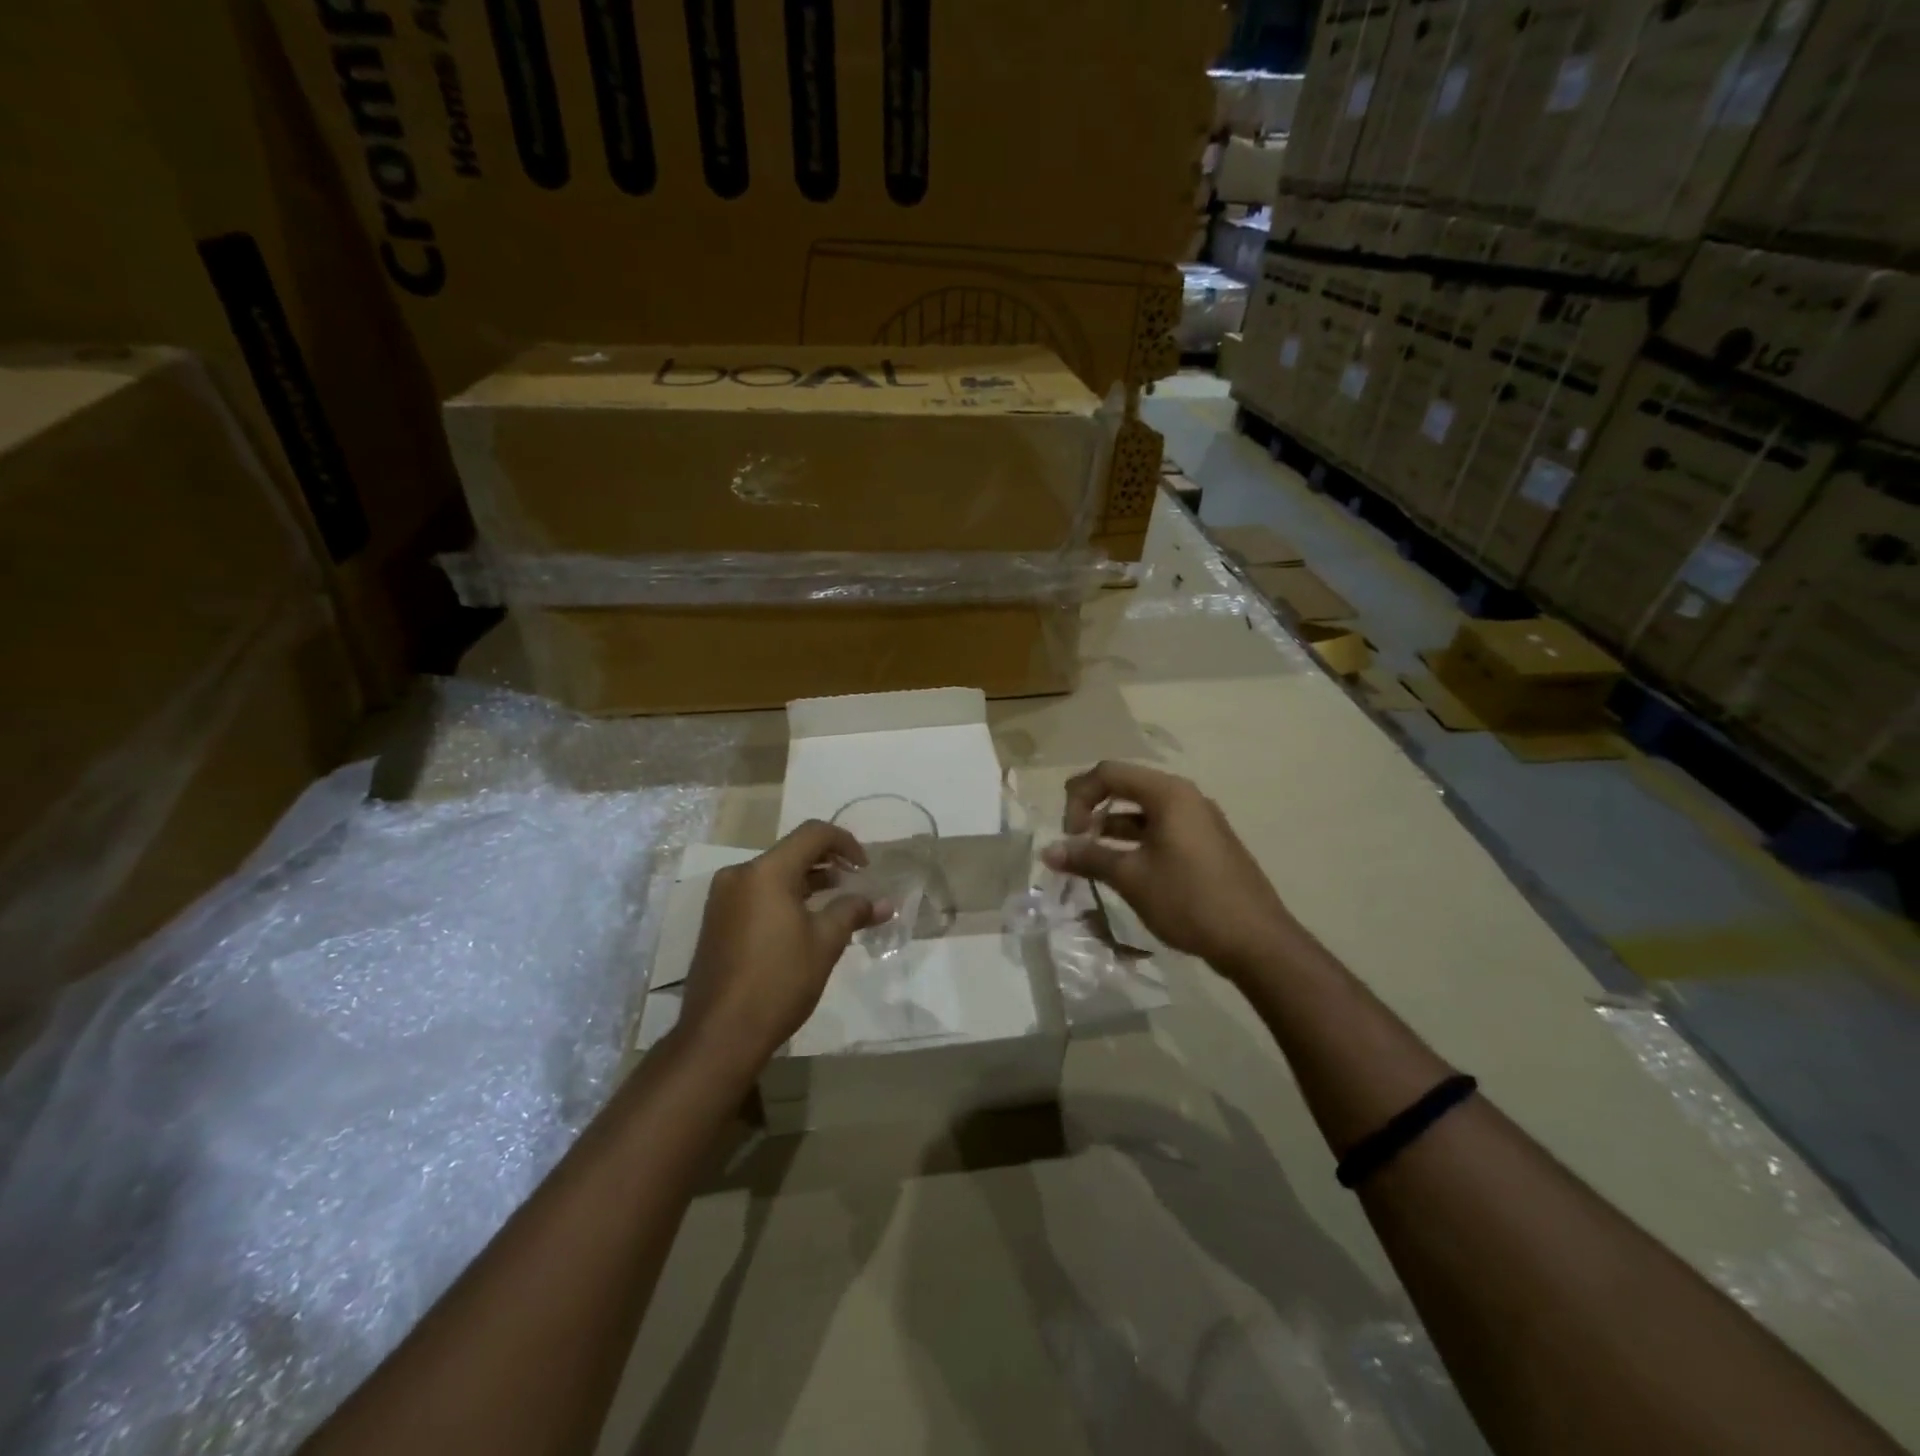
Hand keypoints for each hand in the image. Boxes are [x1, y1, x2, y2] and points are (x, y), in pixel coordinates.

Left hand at [678, 821, 883, 1073]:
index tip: (865, 868)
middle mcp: (740, 875)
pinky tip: (803, 922)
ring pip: (773, 874)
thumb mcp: (825, 943)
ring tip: (834, 903)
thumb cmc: (779, 981)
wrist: (720, 1034)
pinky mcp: (716, 921)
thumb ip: (853, 912)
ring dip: (806, 881)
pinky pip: (757, 893)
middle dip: (827, 863)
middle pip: (791, 852)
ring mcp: (723, 898)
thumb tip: (884, 903)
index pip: (813, 834)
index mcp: (766, 872)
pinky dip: (784, 897)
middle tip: (854, 883)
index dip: (846, 843)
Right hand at [1041, 761, 1294, 978]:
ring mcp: (1199, 821)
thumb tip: (1048, 851)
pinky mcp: (1206, 844)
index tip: (1069, 835)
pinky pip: (1161, 830)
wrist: (1256, 941)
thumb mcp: (1132, 878)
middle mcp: (1185, 797)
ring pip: (1143, 812)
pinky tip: (1123, 871)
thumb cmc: (1190, 900)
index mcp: (1168, 794)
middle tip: (1075, 844)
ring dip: (1112, 829)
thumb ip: (1088, 857)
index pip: (1109, 773)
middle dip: (1093, 811)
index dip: (1079, 798)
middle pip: (1126, 787)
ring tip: (1092, 860)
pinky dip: (1135, 842)